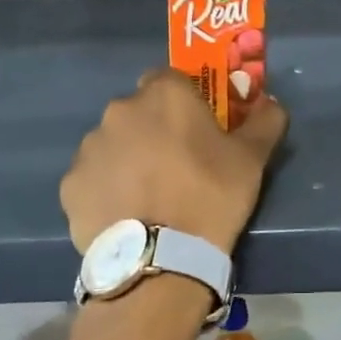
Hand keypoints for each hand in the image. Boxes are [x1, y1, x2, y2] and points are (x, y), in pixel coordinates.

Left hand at [61, 69, 287, 256]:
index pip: (170, 79)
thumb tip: (271, 103)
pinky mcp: (70, 185)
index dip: (184, 101)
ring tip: (149, 195)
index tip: (197, 128)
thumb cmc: (210, 195)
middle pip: (139, 110)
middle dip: (154, 128)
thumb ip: (265, 120)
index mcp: (163, 94)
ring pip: (113, 143)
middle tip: (176, 164)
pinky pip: (93, 177)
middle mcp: (120, 110)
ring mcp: (90, 148)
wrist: (160, 260)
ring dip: (128, 157)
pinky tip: (126, 215)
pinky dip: (106, 188)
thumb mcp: (252, 158)